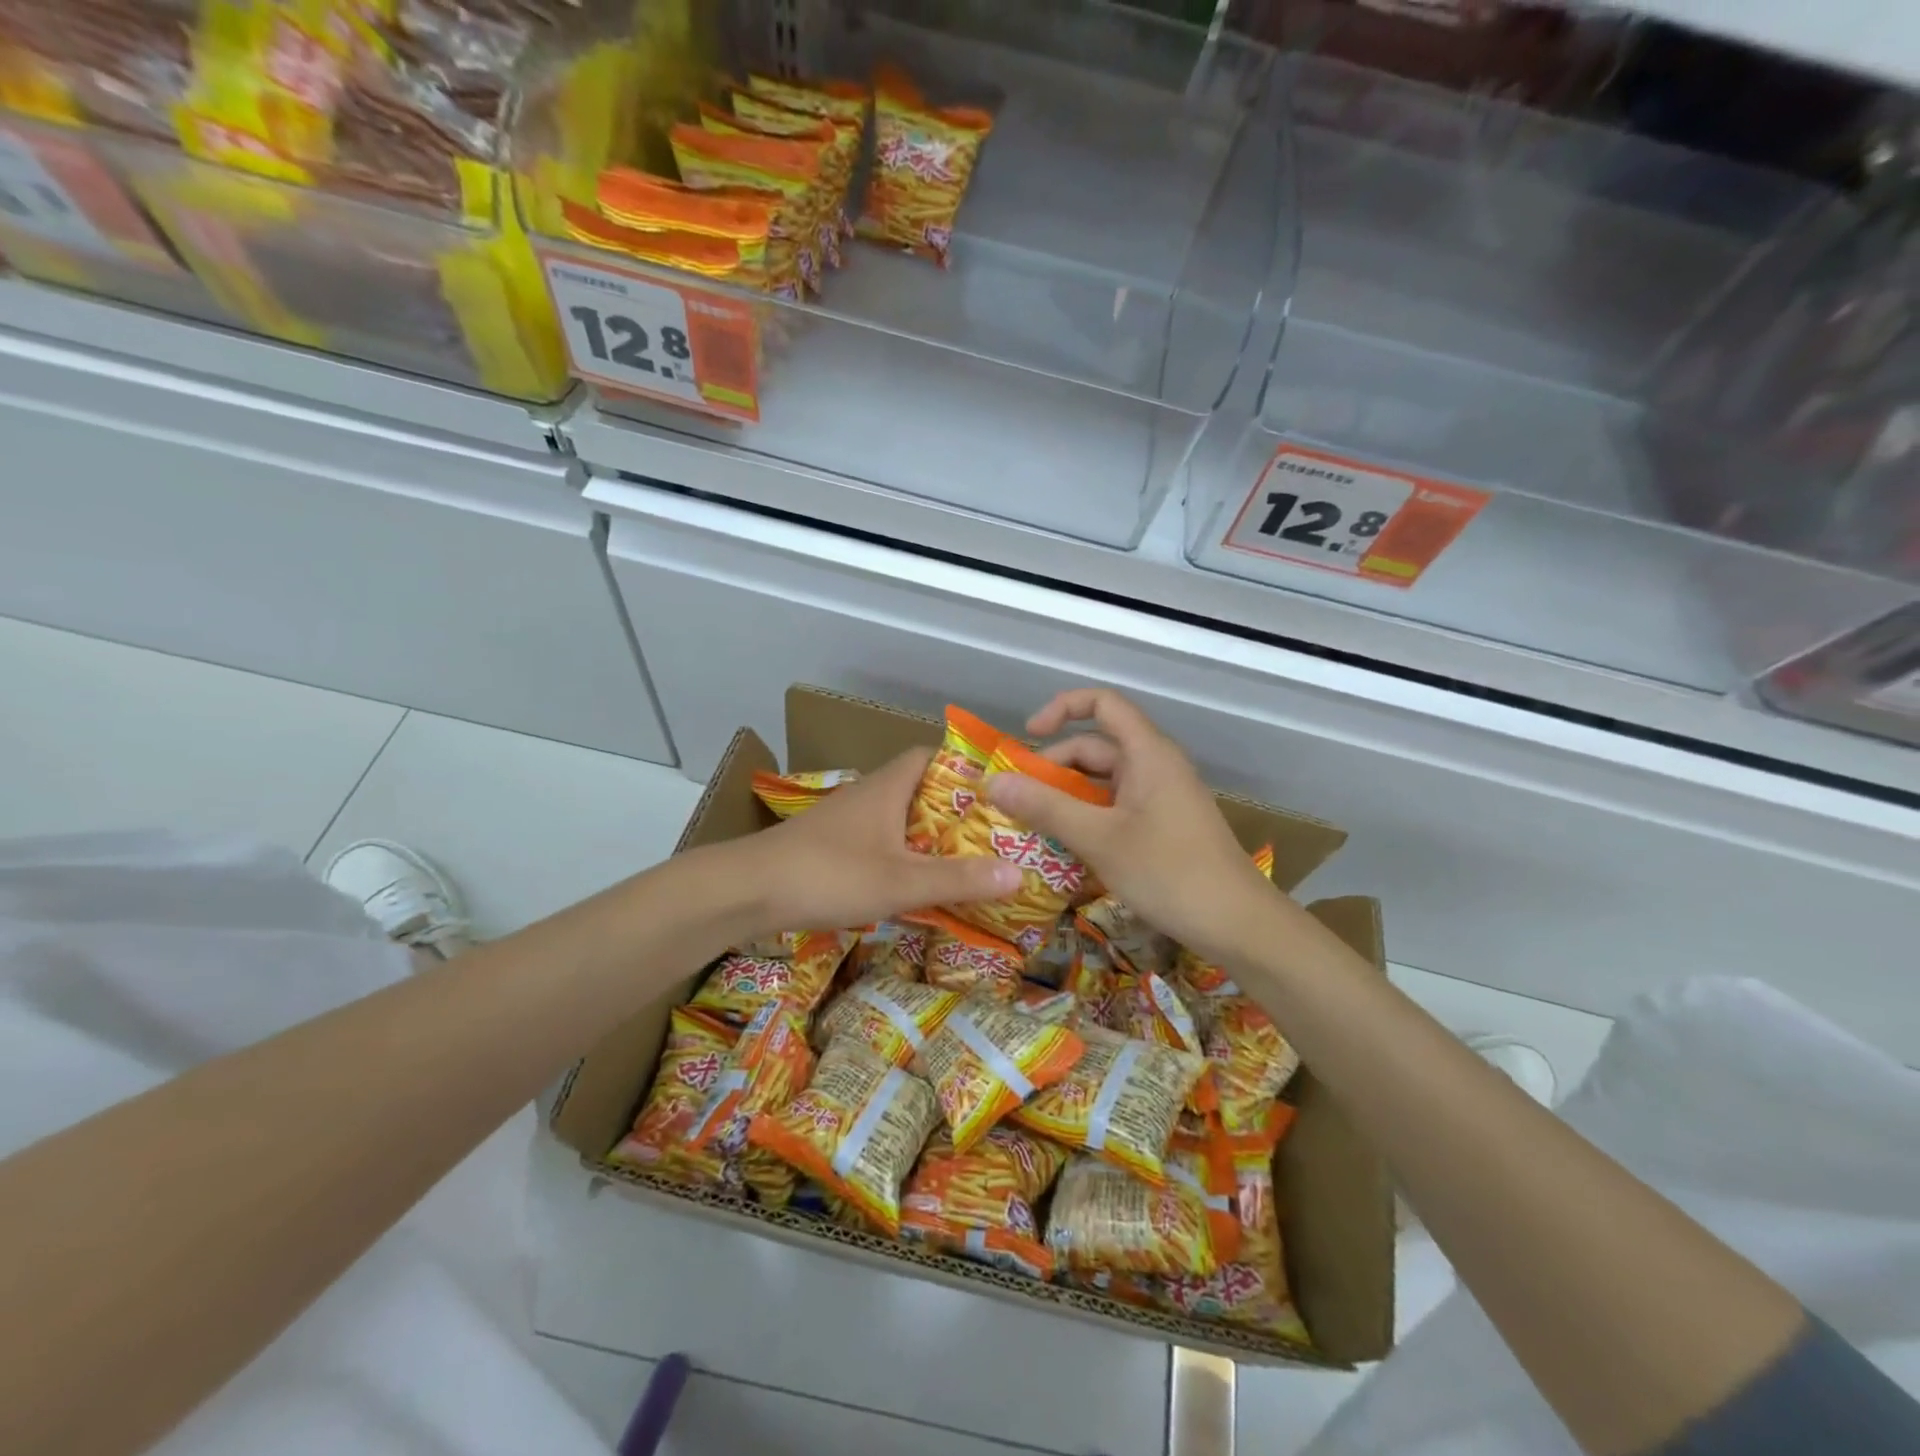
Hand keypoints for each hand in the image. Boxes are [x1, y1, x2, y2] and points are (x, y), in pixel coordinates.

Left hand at [733, 748, 1020, 936]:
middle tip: (993, 830)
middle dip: (954, 807)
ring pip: (898, 817)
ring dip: (928, 833)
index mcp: (888, 786)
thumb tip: (1019, 872)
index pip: (931, 755)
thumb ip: (958, 879)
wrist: (748, 891)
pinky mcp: (830, 846)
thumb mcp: (901, 881)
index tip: (996, 787)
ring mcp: (846, 821)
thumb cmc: (829, 873)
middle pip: (919, 788)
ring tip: (965, 857)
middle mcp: (868, 794)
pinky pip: (880, 840)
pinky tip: (914, 880)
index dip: (964, 765)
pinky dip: (902, 854)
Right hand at [986, 688, 1288, 965]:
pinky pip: (1116, 809)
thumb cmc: (1168, 871)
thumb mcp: (1098, 838)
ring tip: (1032, 827)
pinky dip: (1088, 819)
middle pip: (1096, 748)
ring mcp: (1162, 797)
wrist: (1238, 924)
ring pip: (1103, 784)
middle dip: (1053, 768)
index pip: (1102, 703)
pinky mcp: (1164, 826)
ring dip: (1067, 799)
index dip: (1061, 708)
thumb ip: (1045, 807)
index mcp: (1147, 753)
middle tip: (1017, 800)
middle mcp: (1155, 766)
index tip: (1028, 736)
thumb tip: (993, 781)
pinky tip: (1066, 850)